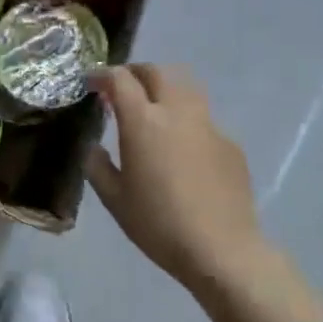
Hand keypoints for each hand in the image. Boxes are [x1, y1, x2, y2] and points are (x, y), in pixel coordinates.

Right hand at [87, 64, 263, 293]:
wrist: (221, 249)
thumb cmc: (158, 224)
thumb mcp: (114, 199)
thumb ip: (98, 166)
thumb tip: (94, 148)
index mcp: (143, 122)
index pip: (121, 80)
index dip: (103, 75)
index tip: (92, 83)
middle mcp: (177, 112)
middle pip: (157, 72)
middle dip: (135, 73)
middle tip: (121, 89)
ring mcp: (209, 126)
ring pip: (185, 88)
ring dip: (164, 89)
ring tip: (152, 111)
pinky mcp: (230, 144)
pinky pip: (203, 119)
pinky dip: (185, 120)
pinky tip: (181, 150)